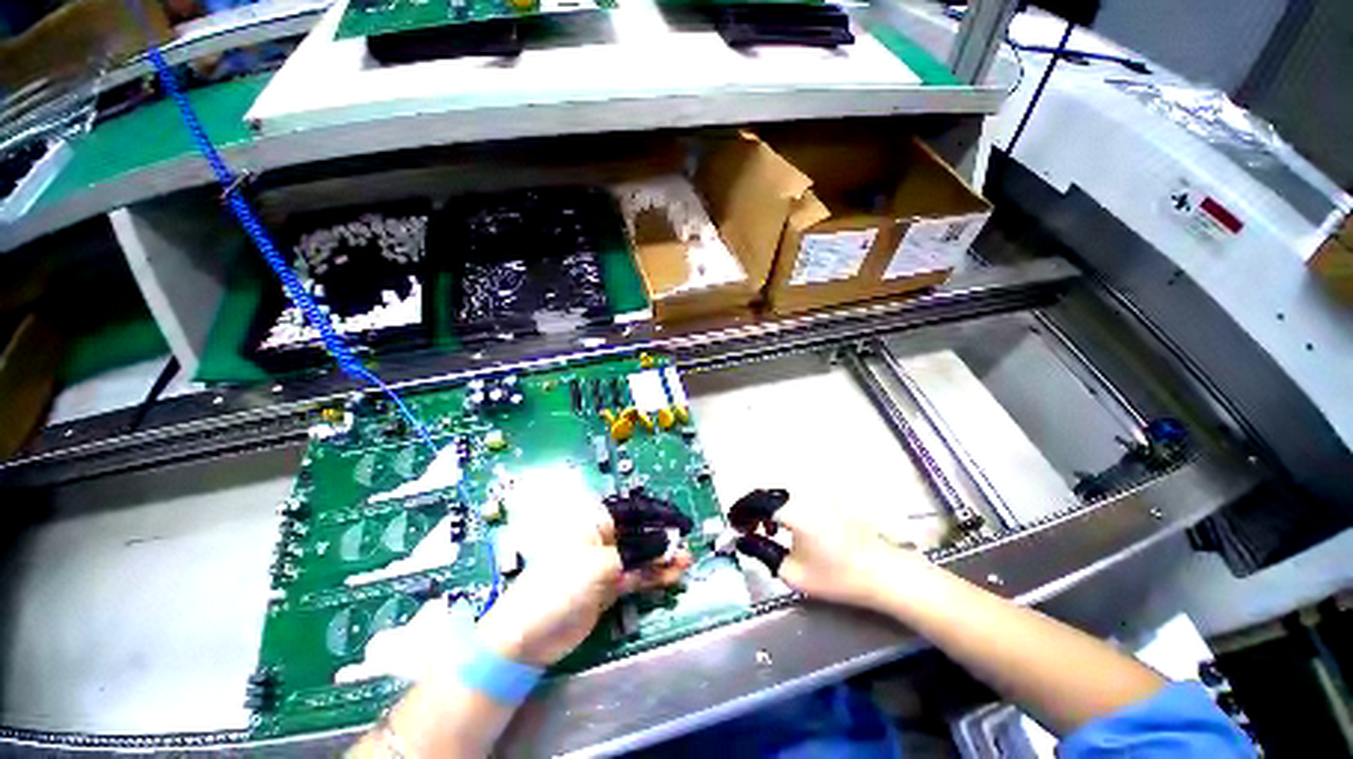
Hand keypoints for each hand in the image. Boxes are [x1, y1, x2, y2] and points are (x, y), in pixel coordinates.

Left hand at [475, 512, 691, 666]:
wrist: (528, 636)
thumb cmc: (560, 586)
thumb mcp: (601, 565)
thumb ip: (638, 553)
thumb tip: (668, 542)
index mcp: (595, 522)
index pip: (633, 511)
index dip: (658, 514)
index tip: (681, 522)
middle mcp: (602, 538)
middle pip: (639, 533)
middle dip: (663, 538)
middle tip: (687, 543)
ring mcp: (606, 564)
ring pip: (640, 555)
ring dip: (662, 558)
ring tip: (687, 560)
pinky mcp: (608, 587)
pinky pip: (636, 576)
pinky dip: (653, 576)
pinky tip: (672, 575)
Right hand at [732, 492, 930, 609]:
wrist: (883, 572)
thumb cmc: (837, 576)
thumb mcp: (792, 572)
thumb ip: (761, 552)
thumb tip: (742, 541)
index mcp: (791, 508)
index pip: (754, 502)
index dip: (739, 514)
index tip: (732, 527)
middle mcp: (802, 493)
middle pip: (765, 492)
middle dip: (751, 509)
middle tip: (746, 529)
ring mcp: (817, 492)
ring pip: (780, 492)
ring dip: (766, 506)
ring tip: (766, 530)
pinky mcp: (827, 496)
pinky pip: (795, 494)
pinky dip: (783, 505)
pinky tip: (788, 525)